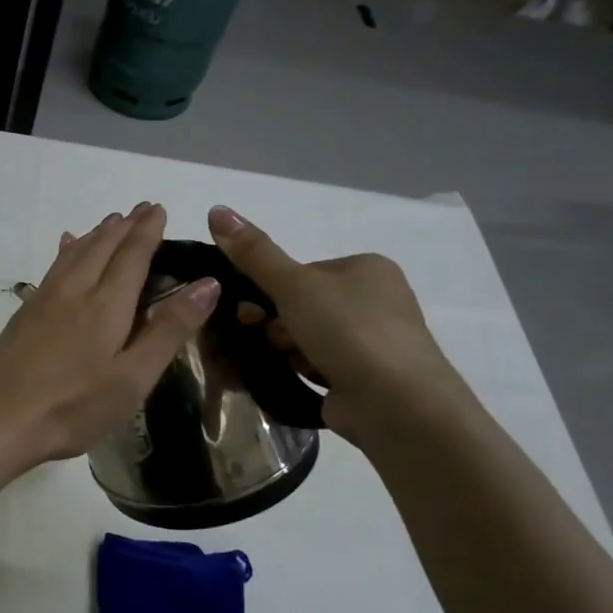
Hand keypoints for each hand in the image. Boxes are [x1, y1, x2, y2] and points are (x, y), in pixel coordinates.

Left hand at [0, 203, 219, 471]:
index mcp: (105, 304)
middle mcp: (74, 291)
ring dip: (96, 234)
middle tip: (141, 209)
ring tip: (111, 222)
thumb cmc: (73, 406)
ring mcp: (44, 300)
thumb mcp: (133, 377)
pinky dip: (67, 251)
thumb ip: (168, 330)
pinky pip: (53, 267)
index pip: (132, 255)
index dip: (147, 231)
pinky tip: (66, 248)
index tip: (159, 209)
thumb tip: (208, 284)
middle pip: (102, 247)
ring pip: (74, 253)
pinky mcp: (24, 314)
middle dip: (124, 226)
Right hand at [206, 205, 466, 445]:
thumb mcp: (293, 284)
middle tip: (265, 337)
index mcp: (366, 269)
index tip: (250, 309)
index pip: (301, 272)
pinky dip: (299, 369)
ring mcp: (373, 342)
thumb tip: (216, 209)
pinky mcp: (365, 377)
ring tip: (284, 362)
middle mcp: (375, 300)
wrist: (396, 403)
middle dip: (275, 322)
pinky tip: (290, 377)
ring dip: (285, 348)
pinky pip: (317, 364)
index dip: (270, 290)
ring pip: (306, 337)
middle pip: (301, 305)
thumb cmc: (348, 331)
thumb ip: (253, 253)